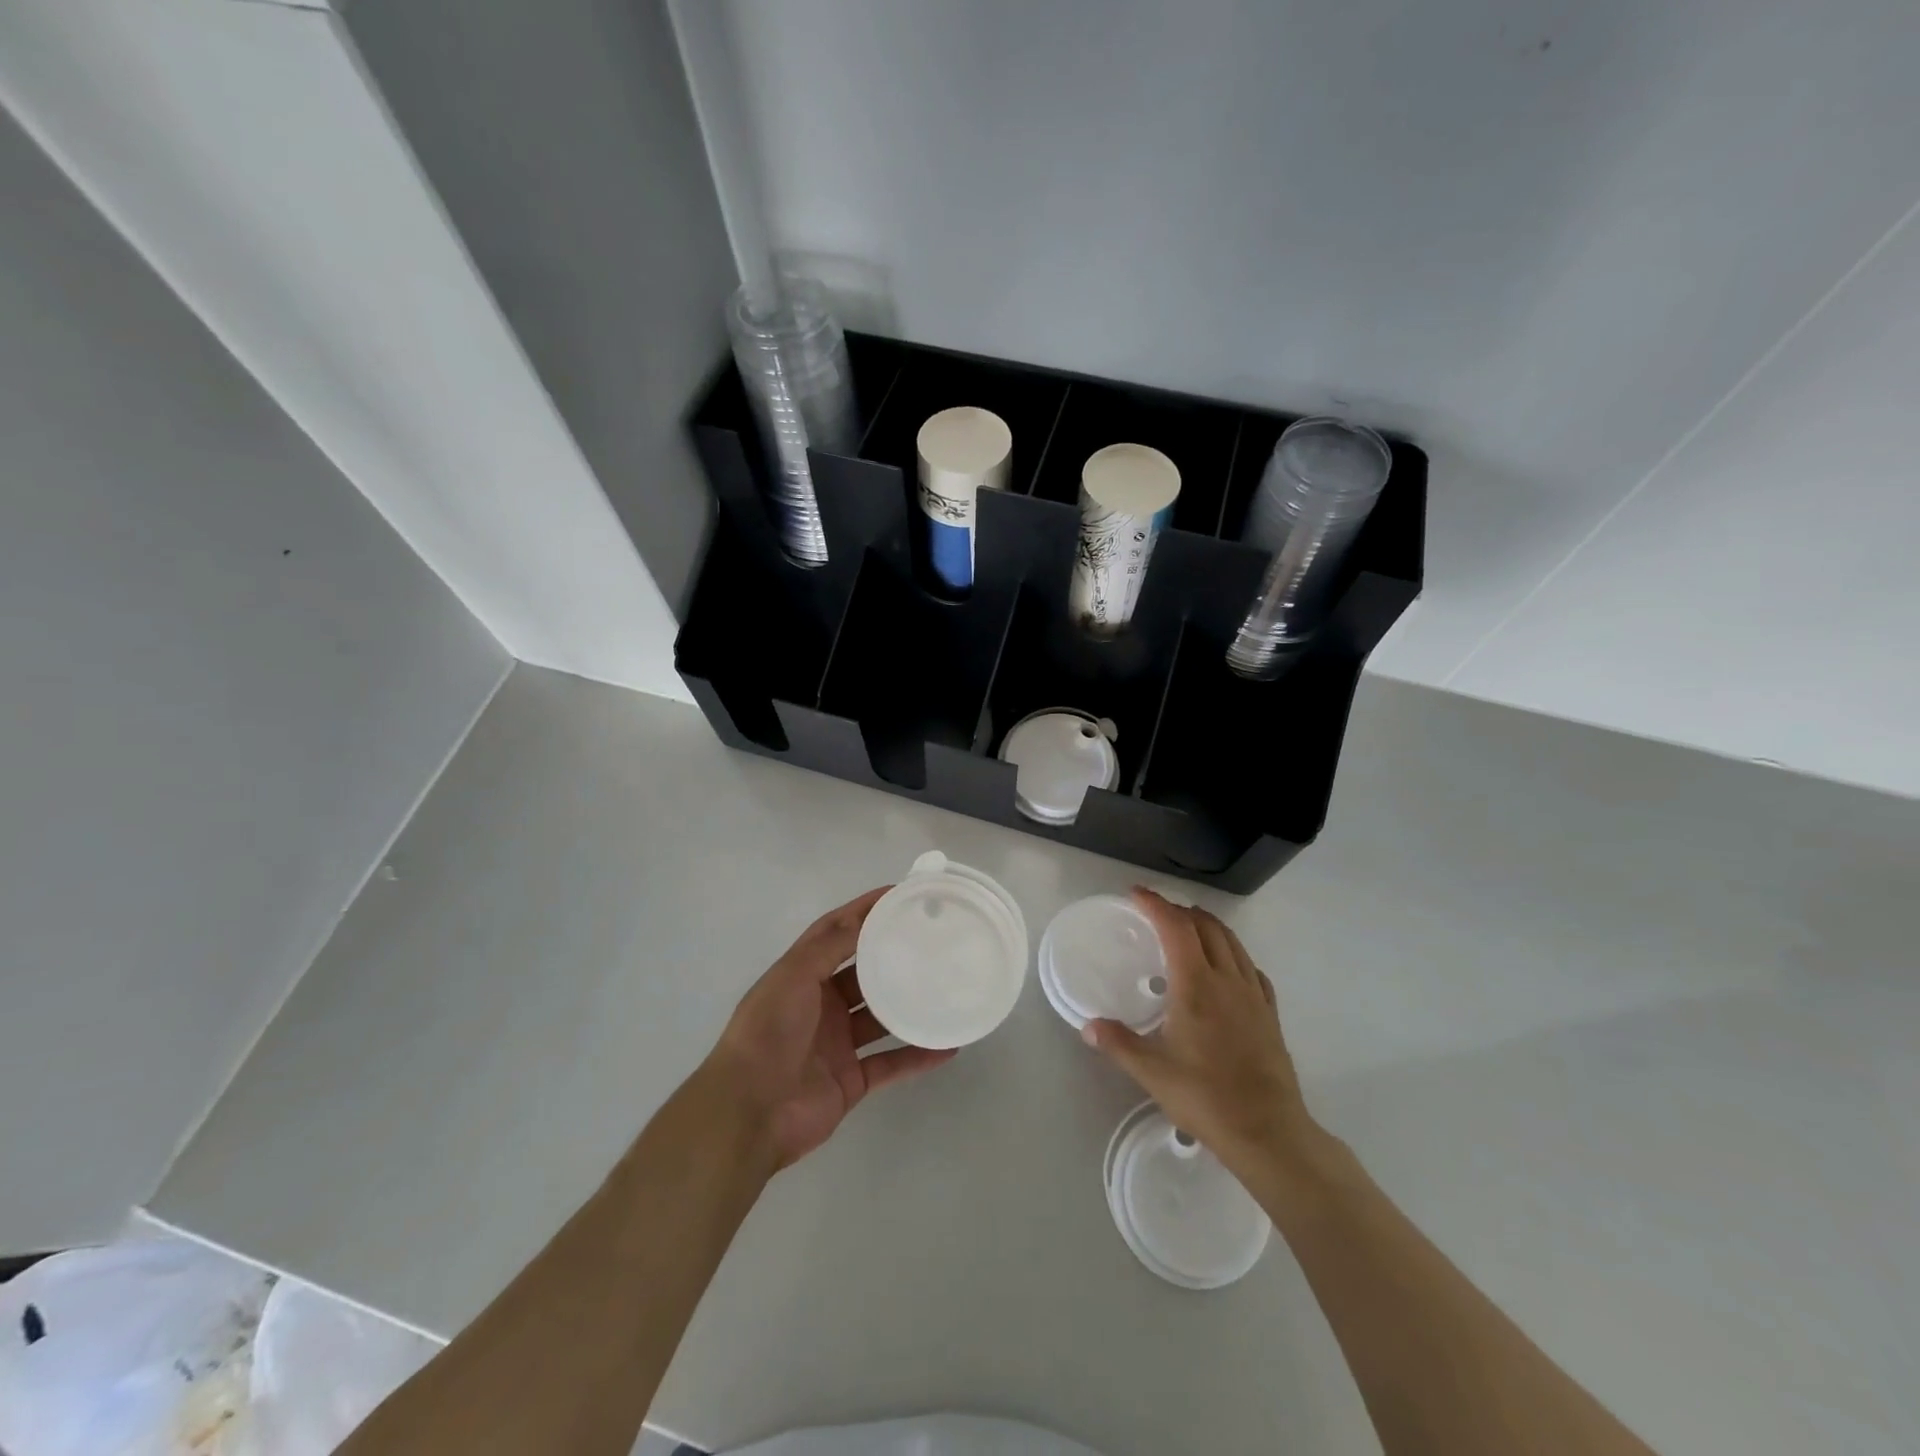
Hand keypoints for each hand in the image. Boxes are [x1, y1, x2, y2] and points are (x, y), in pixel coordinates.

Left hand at [702, 887, 955, 1170]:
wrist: (749, 1113)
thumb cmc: (768, 1034)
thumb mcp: (793, 977)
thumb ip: (828, 947)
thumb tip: (864, 916)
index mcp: (801, 976)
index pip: (836, 932)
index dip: (863, 911)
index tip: (899, 894)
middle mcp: (820, 1006)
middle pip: (863, 974)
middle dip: (892, 956)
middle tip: (932, 939)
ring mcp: (837, 1044)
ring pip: (881, 1018)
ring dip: (909, 1006)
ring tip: (946, 988)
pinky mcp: (851, 1081)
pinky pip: (891, 1063)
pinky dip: (917, 1055)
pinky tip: (948, 1045)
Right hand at [1082, 888, 1316, 1175]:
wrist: (1269, 1132)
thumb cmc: (1206, 1098)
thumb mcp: (1152, 1073)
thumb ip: (1118, 1044)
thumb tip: (1088, 1026)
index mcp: (1196, 985)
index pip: (1176, 927)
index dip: (1156, 904)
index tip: (1137, 894)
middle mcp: (1227, 980)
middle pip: (1206, 927)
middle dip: (1180, 911)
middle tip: (1157, 912)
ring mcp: (1253, 996)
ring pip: (1232, 942)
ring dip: (1208, 926)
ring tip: (1188, 928)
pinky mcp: (1270, 1014)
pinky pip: (1251, 968)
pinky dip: (1233, 953)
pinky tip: (1226, 968)